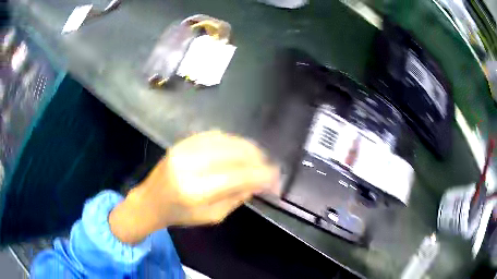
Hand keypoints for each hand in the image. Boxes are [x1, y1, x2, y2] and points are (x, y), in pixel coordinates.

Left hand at [109, 131, 278, 243]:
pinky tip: (239, 148)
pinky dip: (231, 140)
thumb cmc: (180, 215)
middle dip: (257, 157)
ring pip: (225, 140)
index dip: (261, 174)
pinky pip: (212, 135)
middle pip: (233, 153)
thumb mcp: (212, 216)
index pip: (237, 177)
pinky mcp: (181, 142)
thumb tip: (258, 182)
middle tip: (268, 165)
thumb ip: (236, 198)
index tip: (276, 177)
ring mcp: (183, 150)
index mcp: (196, 191)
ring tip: (258, 156)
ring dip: (246, 147)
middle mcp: (189, 165)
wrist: (150, 201)